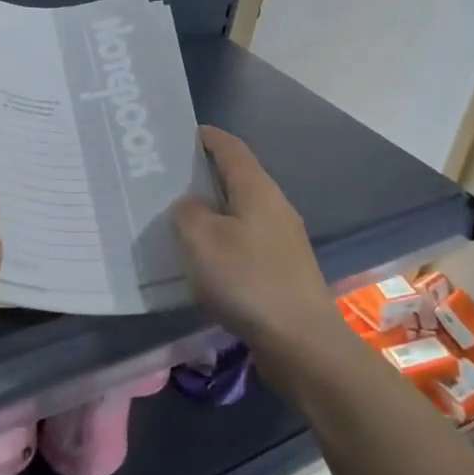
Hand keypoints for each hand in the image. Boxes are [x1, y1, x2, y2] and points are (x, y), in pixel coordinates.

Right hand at [173, 126, 341, 353]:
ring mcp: (283, 239)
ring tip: (182, 218)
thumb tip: (190, 204)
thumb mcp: (201, 241)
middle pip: (239, 178)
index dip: (209, 137)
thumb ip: (188, 213)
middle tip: (172, 178)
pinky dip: (225, 239)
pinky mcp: (284, 269)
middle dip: (207, 174)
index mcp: (257, 189)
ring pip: (243, 211)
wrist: (301, 341)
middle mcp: (275, 206)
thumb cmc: (247, 280)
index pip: (232, 148)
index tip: (185, 133)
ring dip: (215, 210)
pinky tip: (207, 258)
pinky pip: (247, 240)